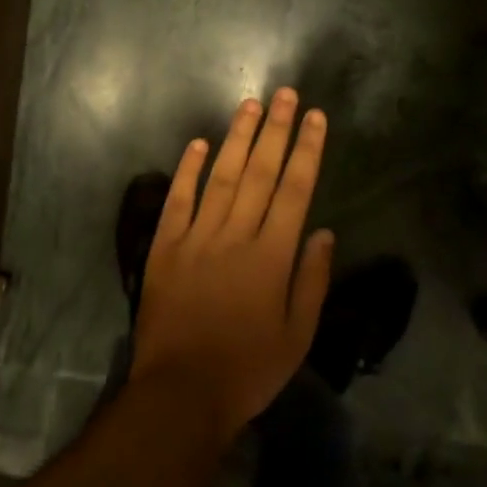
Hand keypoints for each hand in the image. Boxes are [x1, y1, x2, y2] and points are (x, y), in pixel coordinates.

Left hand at [130, 89, 332, 442]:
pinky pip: (177, 200)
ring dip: (237, 138)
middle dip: (275, 130)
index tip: (315, 117)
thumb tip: (322, 231)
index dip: (306, 150)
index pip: (294, 189)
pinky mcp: (164, 247)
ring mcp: (196, 237)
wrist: (180, 393)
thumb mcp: (297, 337)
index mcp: (271, 256)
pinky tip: (198, 144)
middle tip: (285, 93)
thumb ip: (311, 280)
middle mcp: (235, 235)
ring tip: (250, 105)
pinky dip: (188, 170)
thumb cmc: (247, 369)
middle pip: (259, 172)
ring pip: (221, 176)